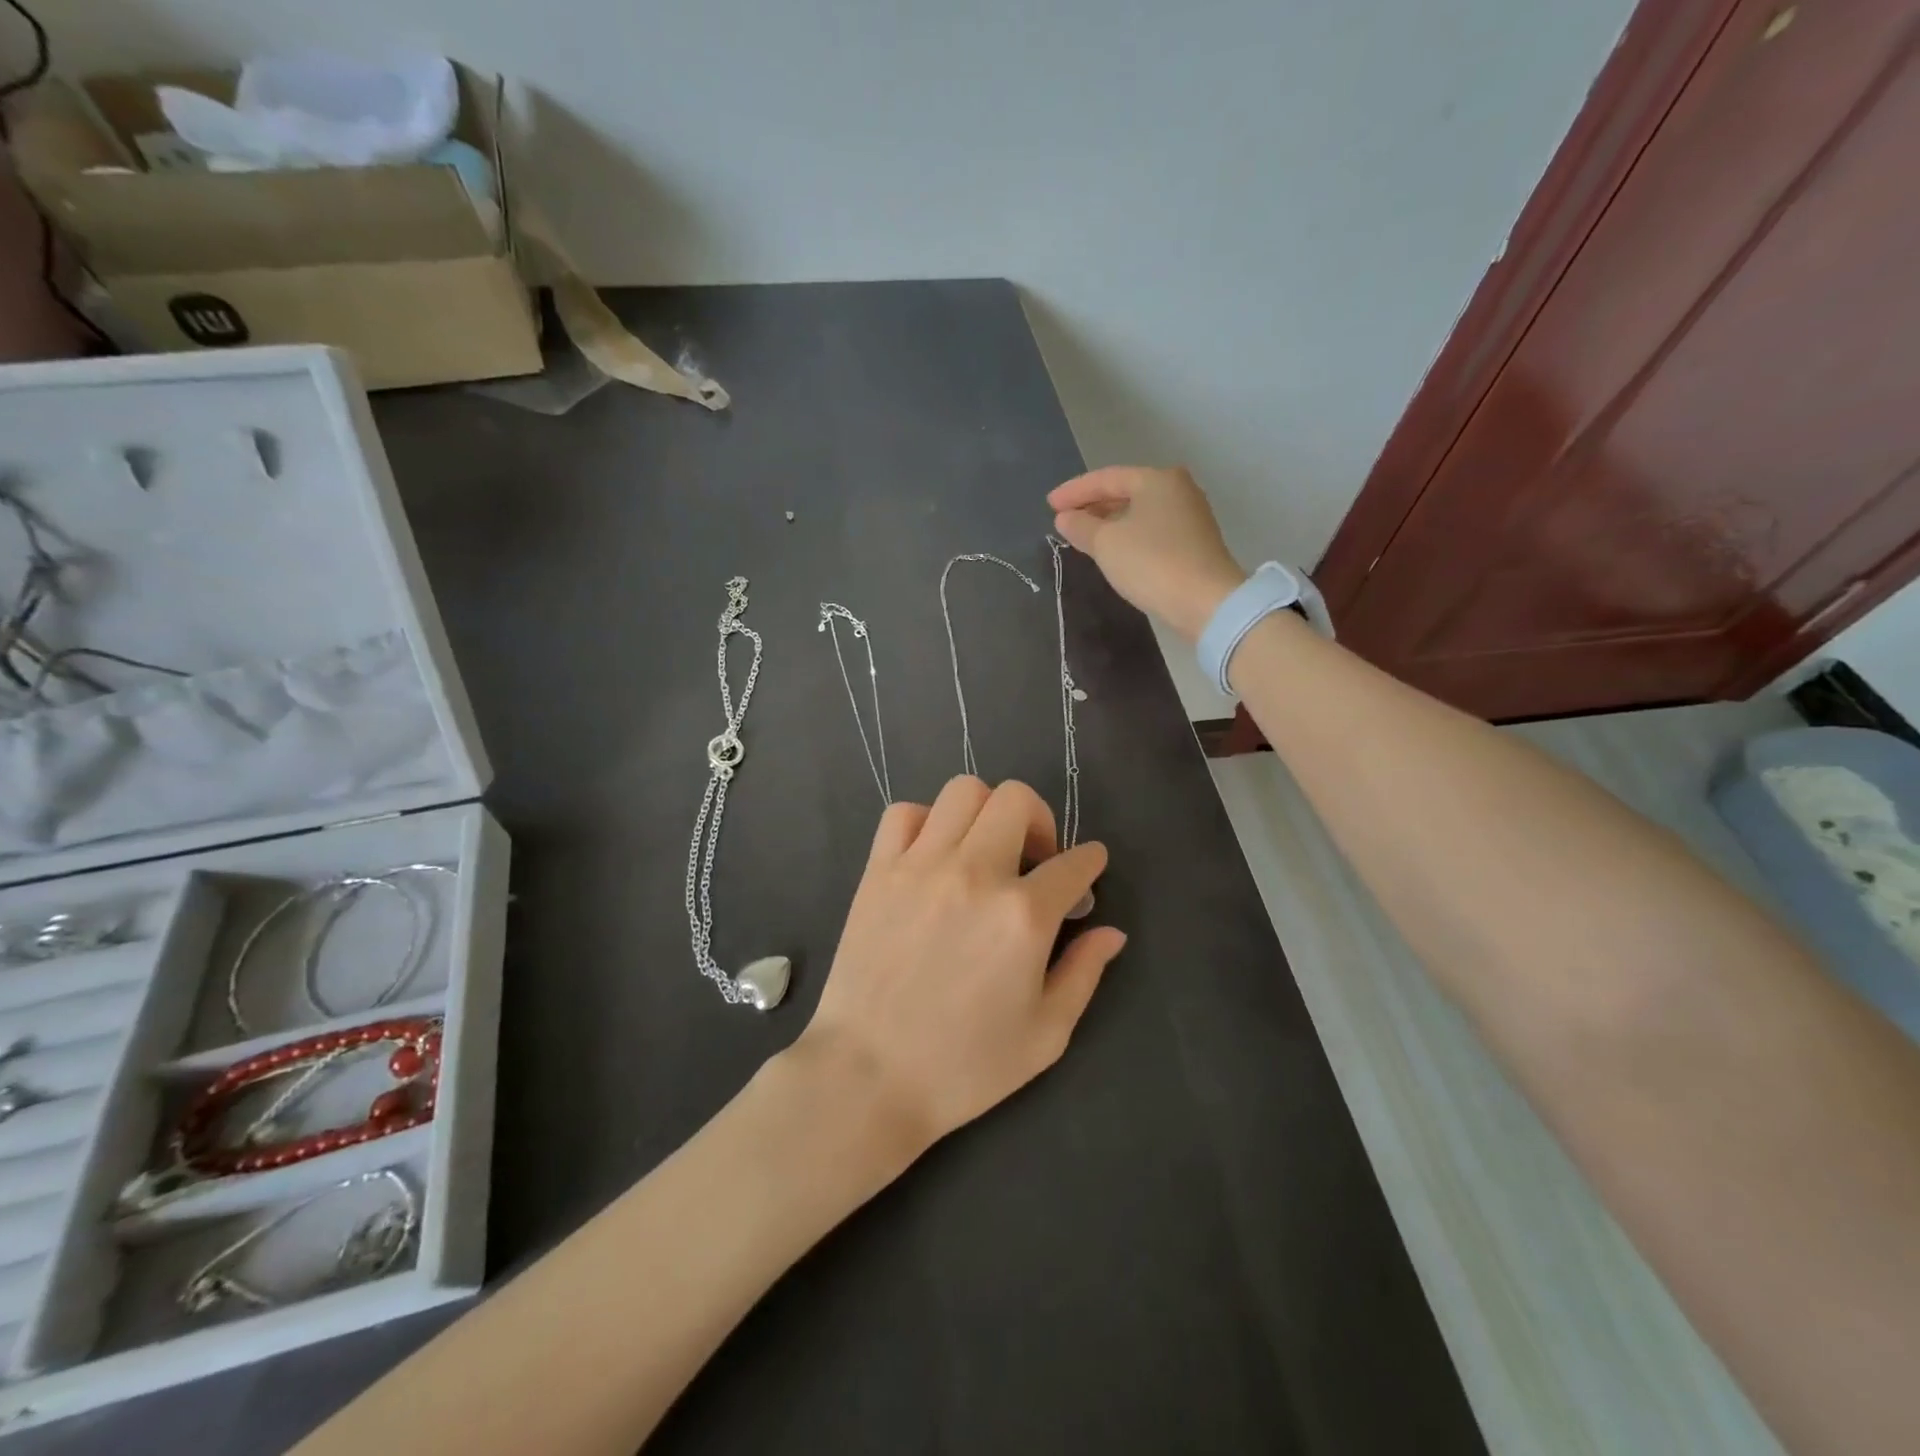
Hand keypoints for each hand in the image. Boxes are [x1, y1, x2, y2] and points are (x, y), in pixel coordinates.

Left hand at [796, 777, 1124, 1153]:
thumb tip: (1111, 931)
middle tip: (1036, 858)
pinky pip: (904, 813)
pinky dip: (926, 820)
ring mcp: (921, 866)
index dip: (1090, 862)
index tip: (1087, 869)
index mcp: (1023, 916)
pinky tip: (934, 854)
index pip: (1073, 863)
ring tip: (985, 848)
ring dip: (987, 811)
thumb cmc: (964, 1066)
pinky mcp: (878, 871)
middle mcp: (975, 873)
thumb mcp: (1045, 1034)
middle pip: (1018, 800)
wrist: (868, 1077)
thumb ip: (1084, 973)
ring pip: (964, 791)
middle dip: (1042, 821)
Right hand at [1049, 467, 1247, 640]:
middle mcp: (1177, 489)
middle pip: (1126, 491)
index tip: (1049, 505)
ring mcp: (1190, 516)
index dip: (1074, 491)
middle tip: (1064, 519)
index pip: (1106, 478)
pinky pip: (1151, 530)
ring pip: (1139, 512)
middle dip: (1093, 505)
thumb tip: (1065, 518)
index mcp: (1156, 479)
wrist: (1205, 602)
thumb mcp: (1106, 544)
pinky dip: (1128, 535)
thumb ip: (1081, 526)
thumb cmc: (1151, 563)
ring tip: (1084, 535)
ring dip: (1110, 521)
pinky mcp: (1194, 543)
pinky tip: (1113, 549)